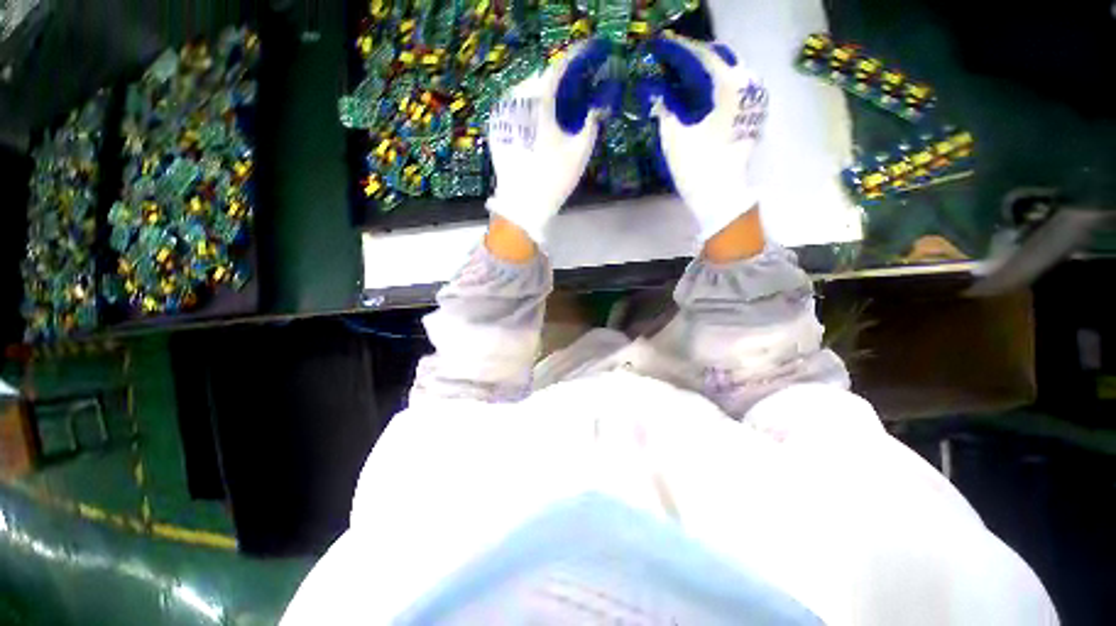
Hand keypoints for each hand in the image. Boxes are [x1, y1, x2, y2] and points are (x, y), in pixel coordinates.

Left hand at [485, 39, 613, 244]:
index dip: (575, 57)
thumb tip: (596, 109)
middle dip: (559, 76)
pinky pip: (516, 106)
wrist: (521, 205)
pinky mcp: (497, 128)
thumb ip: (590, 124)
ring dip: (543, 91)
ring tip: (559, 100)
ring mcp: (502, 114)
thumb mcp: (578, 153)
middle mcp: (515, 100)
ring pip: (525, 91)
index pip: (557, 67)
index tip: (589, 53)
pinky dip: (530, 105)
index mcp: (537, 102)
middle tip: (576, 82)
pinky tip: (540, 117)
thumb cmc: (552, 179)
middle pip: (540, 77)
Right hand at [644, 36, 768, 241]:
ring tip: (684, 76)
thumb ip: (664, 108)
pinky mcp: (753, 114)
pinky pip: (735, 87)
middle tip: (672, 61)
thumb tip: (655, 92)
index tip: (661, 45)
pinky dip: (717, 85)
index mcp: (729, 85)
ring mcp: (754, 99)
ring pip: (730, 71)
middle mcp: (747, 84)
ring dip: (707, 70)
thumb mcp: (674, 136)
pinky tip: (702, 93)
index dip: (679, 48)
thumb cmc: (697, 166)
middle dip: (695, 56)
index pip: (702, 55)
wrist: (720, 195)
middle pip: (720, 57)